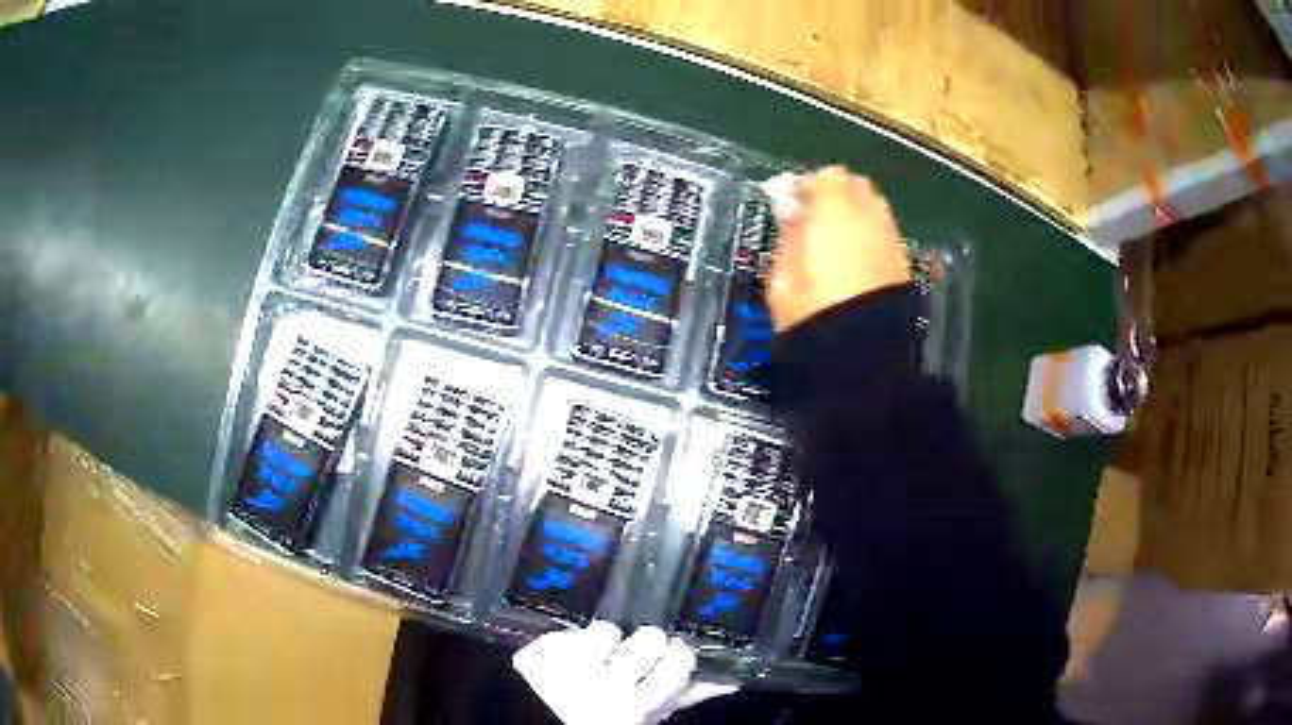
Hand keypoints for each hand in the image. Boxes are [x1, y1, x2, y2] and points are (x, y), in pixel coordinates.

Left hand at [513, 621, 738, 724]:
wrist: (544, 722)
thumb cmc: (608, 718)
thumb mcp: (647, 715)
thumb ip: (685, 697)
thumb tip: (729, 681)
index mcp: (636, 707)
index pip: (677, 664)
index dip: (677, 654)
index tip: (673, 652)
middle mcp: (603, 689)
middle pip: (648, 638)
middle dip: (644, 643)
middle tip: (634, 654)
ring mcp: (565, 669)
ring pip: (607, 628)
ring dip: (603, 641)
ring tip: (595, 658)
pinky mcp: (535, 655)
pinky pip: (565, 631)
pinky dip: (567, 642)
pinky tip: (565, 658)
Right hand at [764, 167, 910, 330]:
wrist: (860, 350)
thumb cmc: (811, 309)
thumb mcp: (782, 274)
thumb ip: (788, 234)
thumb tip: (792, 214)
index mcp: (834, 208)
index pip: (825, 177)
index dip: (807, 187)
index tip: (791, 205)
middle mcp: (869, 213)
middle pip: (855, 186)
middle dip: (835, 196)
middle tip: (815, 220)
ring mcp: (891, 236)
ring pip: (873, 209)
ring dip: (855, 216)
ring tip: (837, 242)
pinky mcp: (904, 261)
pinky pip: (884, 234)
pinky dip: (871, 237)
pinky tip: (857, 262)